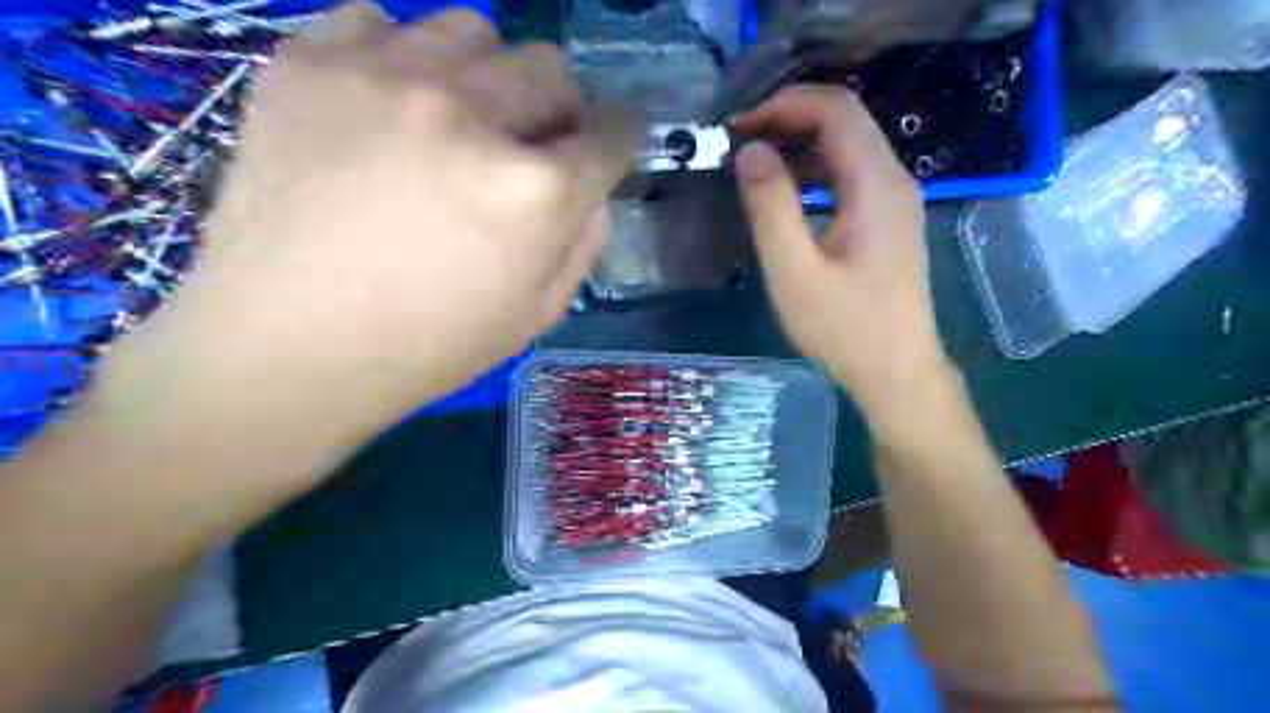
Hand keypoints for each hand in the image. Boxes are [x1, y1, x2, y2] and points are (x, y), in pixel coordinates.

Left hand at [106, 2, 629, 427]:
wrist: (286, 346)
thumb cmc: (428, 345)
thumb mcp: (538, 314)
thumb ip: (584, 241)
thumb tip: (593, 188)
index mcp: (534, 190)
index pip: (612, 135)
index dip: (621, 140)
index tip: (610, 147)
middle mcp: (469, 115)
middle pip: (550, 68)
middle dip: (558, 109)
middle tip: (531, 146)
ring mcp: (383, 77)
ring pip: (473, 31)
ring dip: (486, 76)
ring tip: (458, 121)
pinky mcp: (307, 64)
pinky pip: (378, 21)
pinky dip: (400, 57)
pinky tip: (389, 107)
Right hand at [729, 87, 947, 422]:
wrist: (896, 372)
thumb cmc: (844, 327)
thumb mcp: (794, 271)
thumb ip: (770, 207)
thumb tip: (750, 150)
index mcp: (876, 185)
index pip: (836, 110)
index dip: (785, 104)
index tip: (738, 125)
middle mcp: (894, 181)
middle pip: (845, 121)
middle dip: (789, 119)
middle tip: (739, 140)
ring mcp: (896, 201)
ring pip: (848, 147)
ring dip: (800, 144)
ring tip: (754, 162)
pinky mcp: (888, 221)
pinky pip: (851, 176)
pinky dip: (815, 171)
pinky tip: (786, 193)